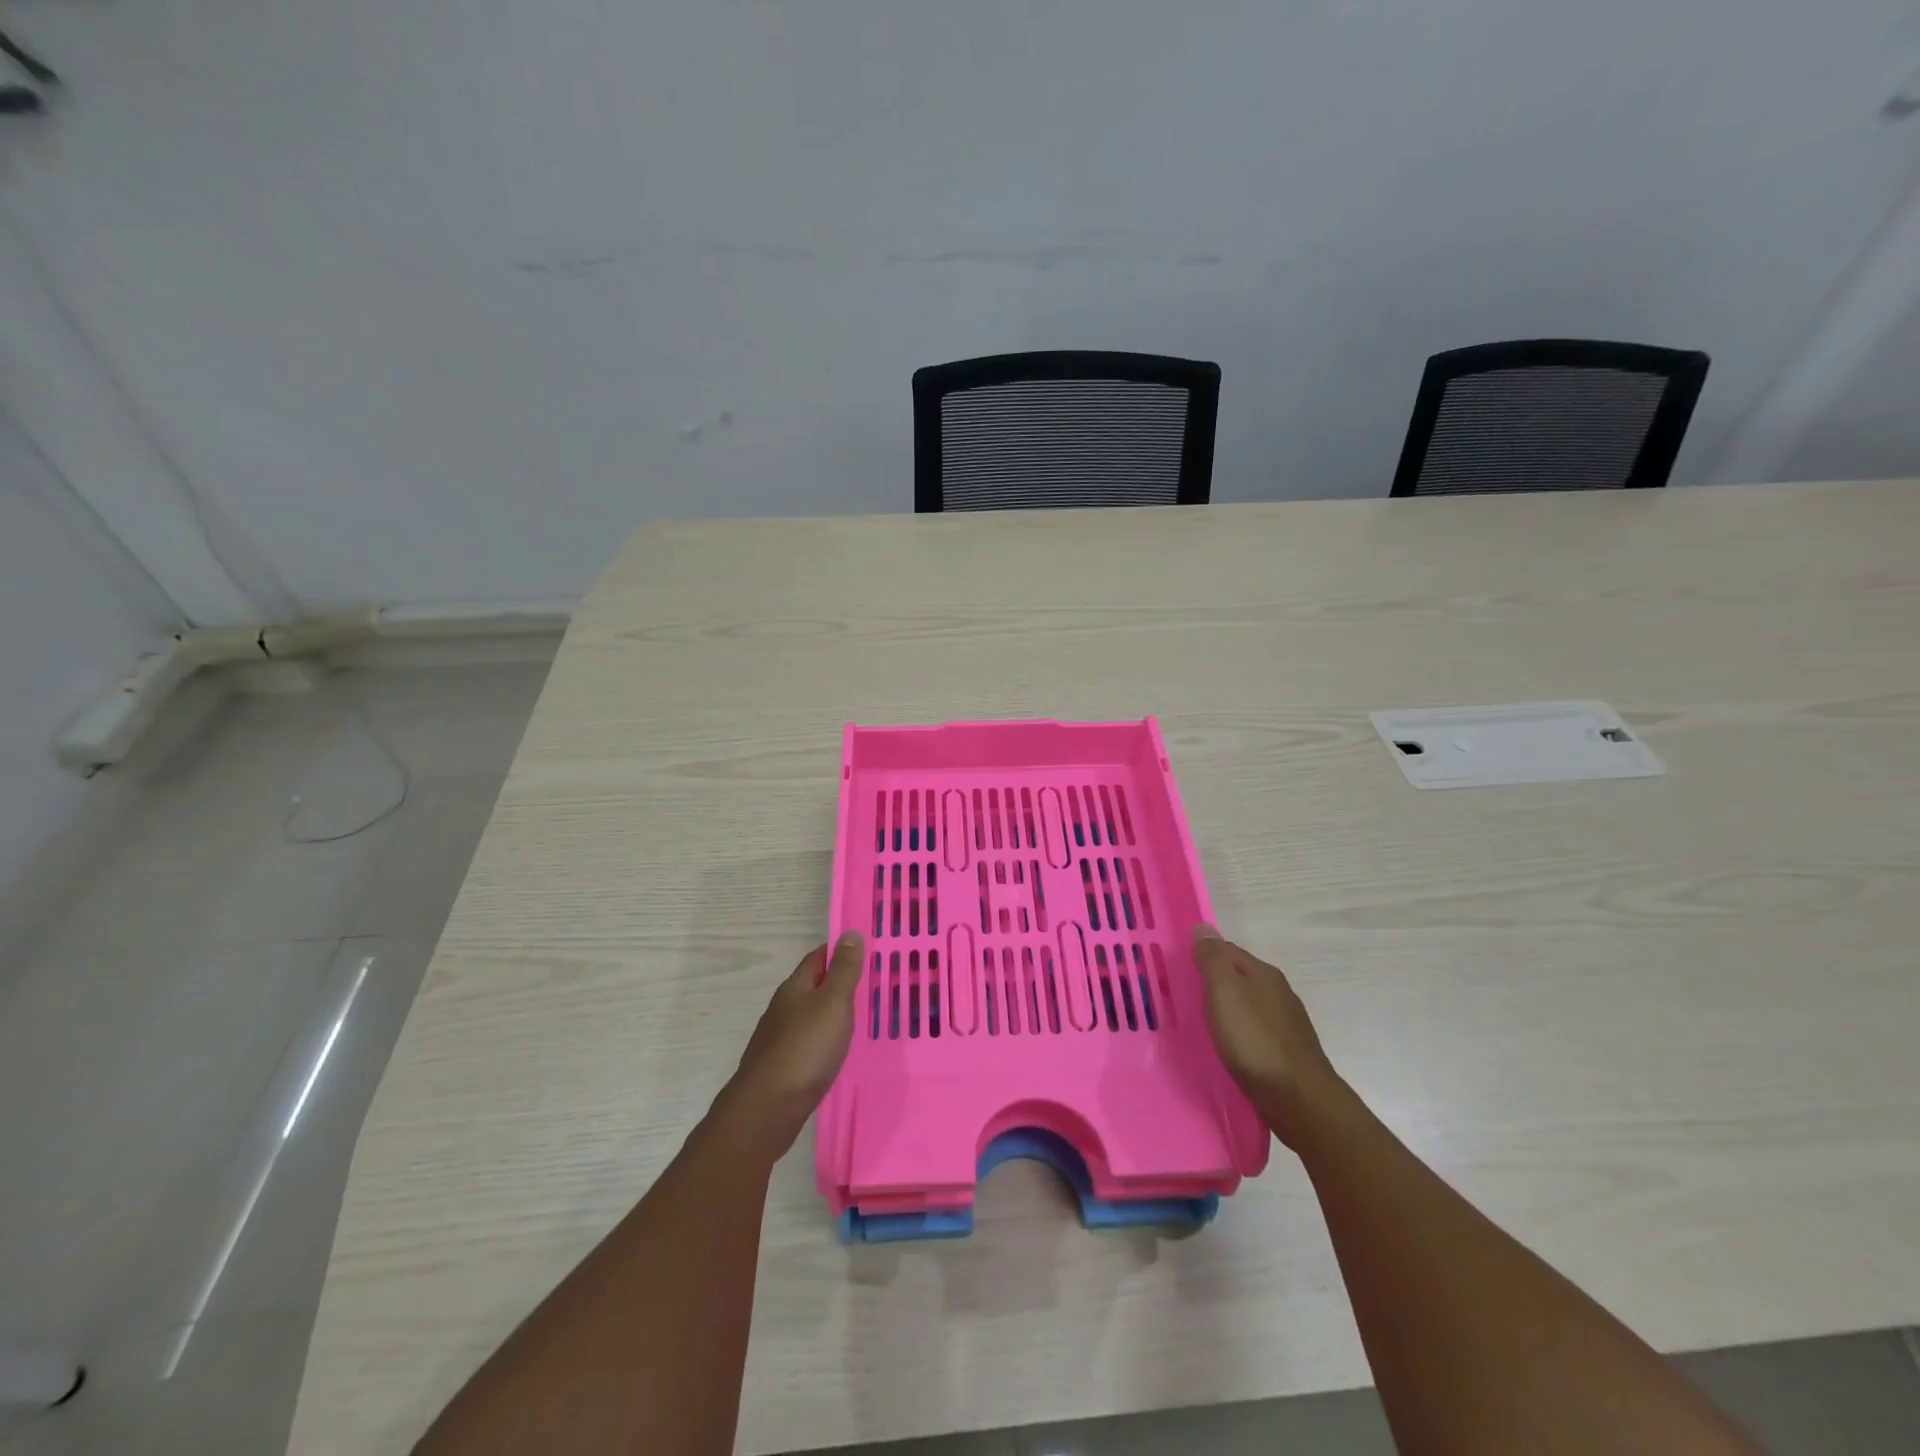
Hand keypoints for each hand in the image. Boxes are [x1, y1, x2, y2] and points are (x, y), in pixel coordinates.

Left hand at [721, 932, 864, 1155]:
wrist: (768, 1109)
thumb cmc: (805, 1048)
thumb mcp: (833, 1002)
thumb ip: (844, 970)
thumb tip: (850, 933)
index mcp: (795, 987)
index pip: (818, 957)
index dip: (840, 951)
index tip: (866, 950)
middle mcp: (784, 1008)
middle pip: (813, 986)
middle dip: (838, 982)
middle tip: (872, 984)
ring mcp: (780, 1039)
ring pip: (811, 1016)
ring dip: (832, 1013)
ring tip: (861, 1018)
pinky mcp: (782, 1067)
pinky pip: (809, 1043)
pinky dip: (826, 1040)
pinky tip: (838, 1052)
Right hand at [1195, 925, 1344, 1146]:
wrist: (1299, 1100)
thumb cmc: (1255, 1041)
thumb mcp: (1225, 992)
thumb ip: (1213, 959)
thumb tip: (1204, 927)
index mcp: (1263, 974)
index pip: (1227, 951)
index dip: (1202, 956)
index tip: (1178, 969)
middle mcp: (1278, 992)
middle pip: (1239, 977)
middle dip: (1214, 982)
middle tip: (1184, 995)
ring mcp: (1286, 1024)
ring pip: (1248, 1006)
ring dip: (1227, 1009)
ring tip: (1203, 1022)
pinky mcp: (1287, 1052)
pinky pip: (1255, 1032)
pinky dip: (1239, 1033)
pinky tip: (1229, 1046)